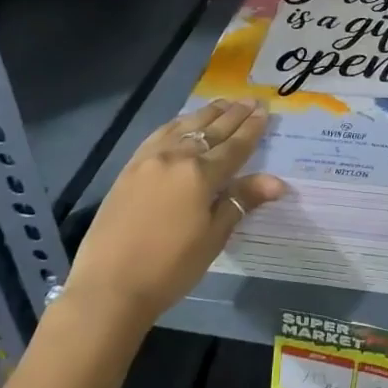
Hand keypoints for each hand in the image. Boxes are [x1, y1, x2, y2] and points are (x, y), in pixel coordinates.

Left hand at [68, 99, 283, 325]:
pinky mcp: (129, 168)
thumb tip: (277, 182)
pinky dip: (177, 124)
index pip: (234, 146)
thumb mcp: (213, 237)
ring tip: (222, 103)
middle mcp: (175, 157)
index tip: (265, 111)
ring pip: (183, 126)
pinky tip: (182, 122)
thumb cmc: (170, 267)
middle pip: (210, 130)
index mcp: (200, 174)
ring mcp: (148, 160)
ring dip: (206, 114)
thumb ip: (241, 201)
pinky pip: (159, 135)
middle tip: (250, 100)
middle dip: (233, 115)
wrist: (109, 287)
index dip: (251, 129)